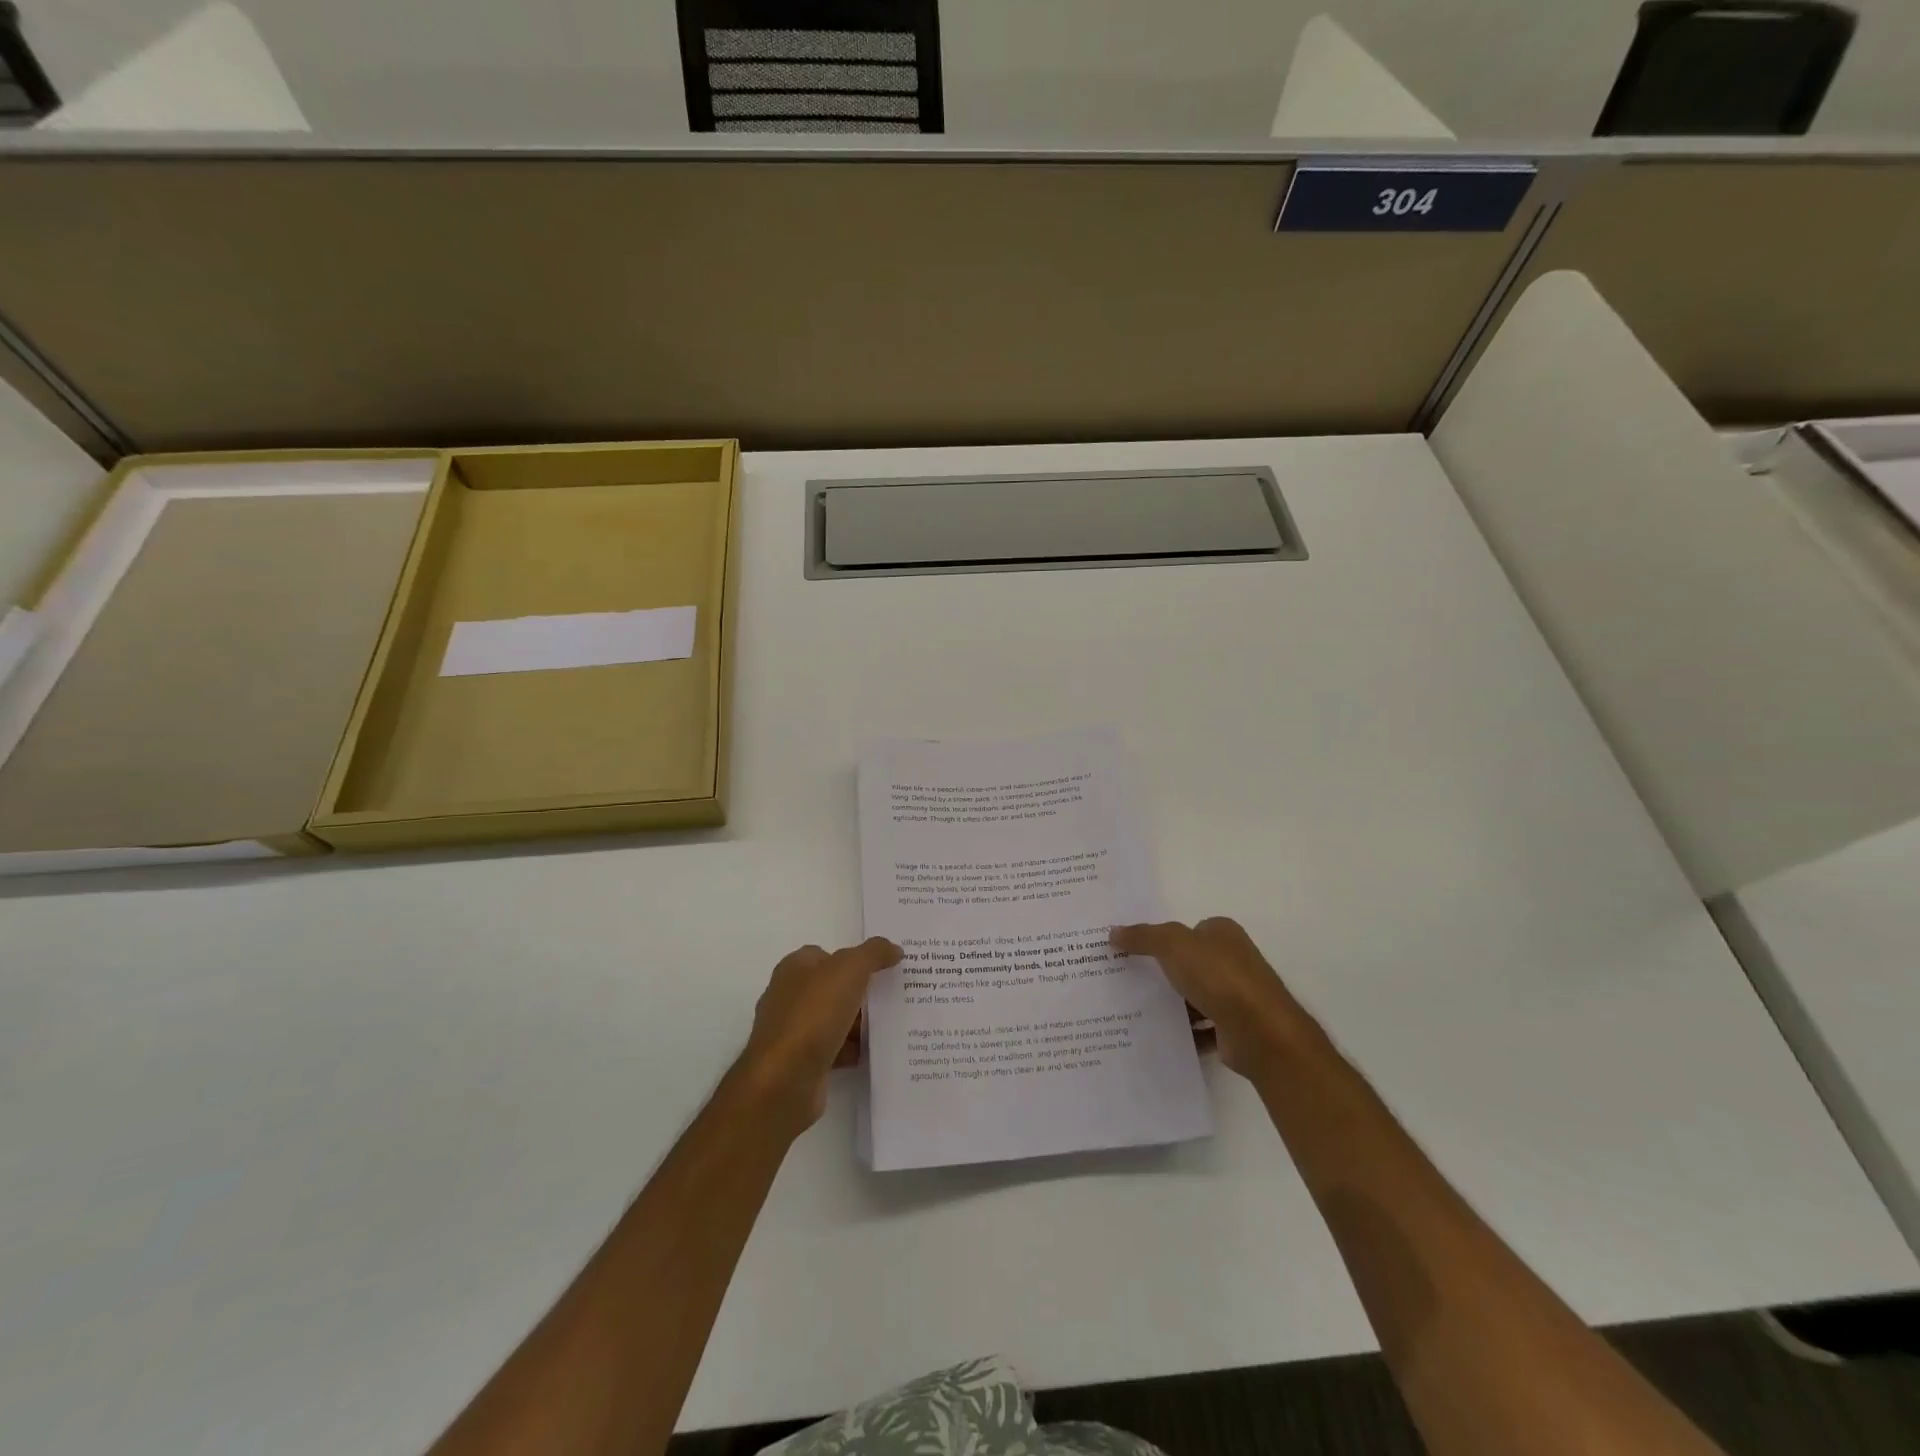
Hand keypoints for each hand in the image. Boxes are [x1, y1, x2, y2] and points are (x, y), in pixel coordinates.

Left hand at [737, 937, 901, 1131]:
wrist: (785, 1079)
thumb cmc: (814, 1014)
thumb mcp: (850, 969)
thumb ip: (874, 953)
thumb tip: (893, 949)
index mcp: (794, 969)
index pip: (827, 955)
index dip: (854, 959)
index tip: (884, 968)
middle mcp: (789, 997)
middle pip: (832, 988)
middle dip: (861, 993)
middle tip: (893, 996)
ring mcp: (792, 1032)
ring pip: (834, 1020)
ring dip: (859, 1025)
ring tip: (890, 1026)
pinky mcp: (799, 1063)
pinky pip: (833, 1050)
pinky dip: (852, 1051)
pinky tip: (873, 1053)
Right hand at [1111, 917, 1316, 1077]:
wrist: (1260, 1032)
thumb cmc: (1219, 976)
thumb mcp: (1173, 944)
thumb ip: (1143, 936)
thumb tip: (1113, 932)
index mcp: (1223, 934)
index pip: (1187, 930)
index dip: (1161, 938)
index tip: (1131, 950)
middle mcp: (1233, 961)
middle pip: (1189, 963)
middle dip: (1163, 972)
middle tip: (1126, 979)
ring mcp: (1236, 996)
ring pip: (1194, 996)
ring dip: (1172, 1004)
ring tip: (1134, 1009)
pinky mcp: (1234, 1028)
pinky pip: (1200, 1027)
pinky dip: (1183, 1032)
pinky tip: (1157, 1035)